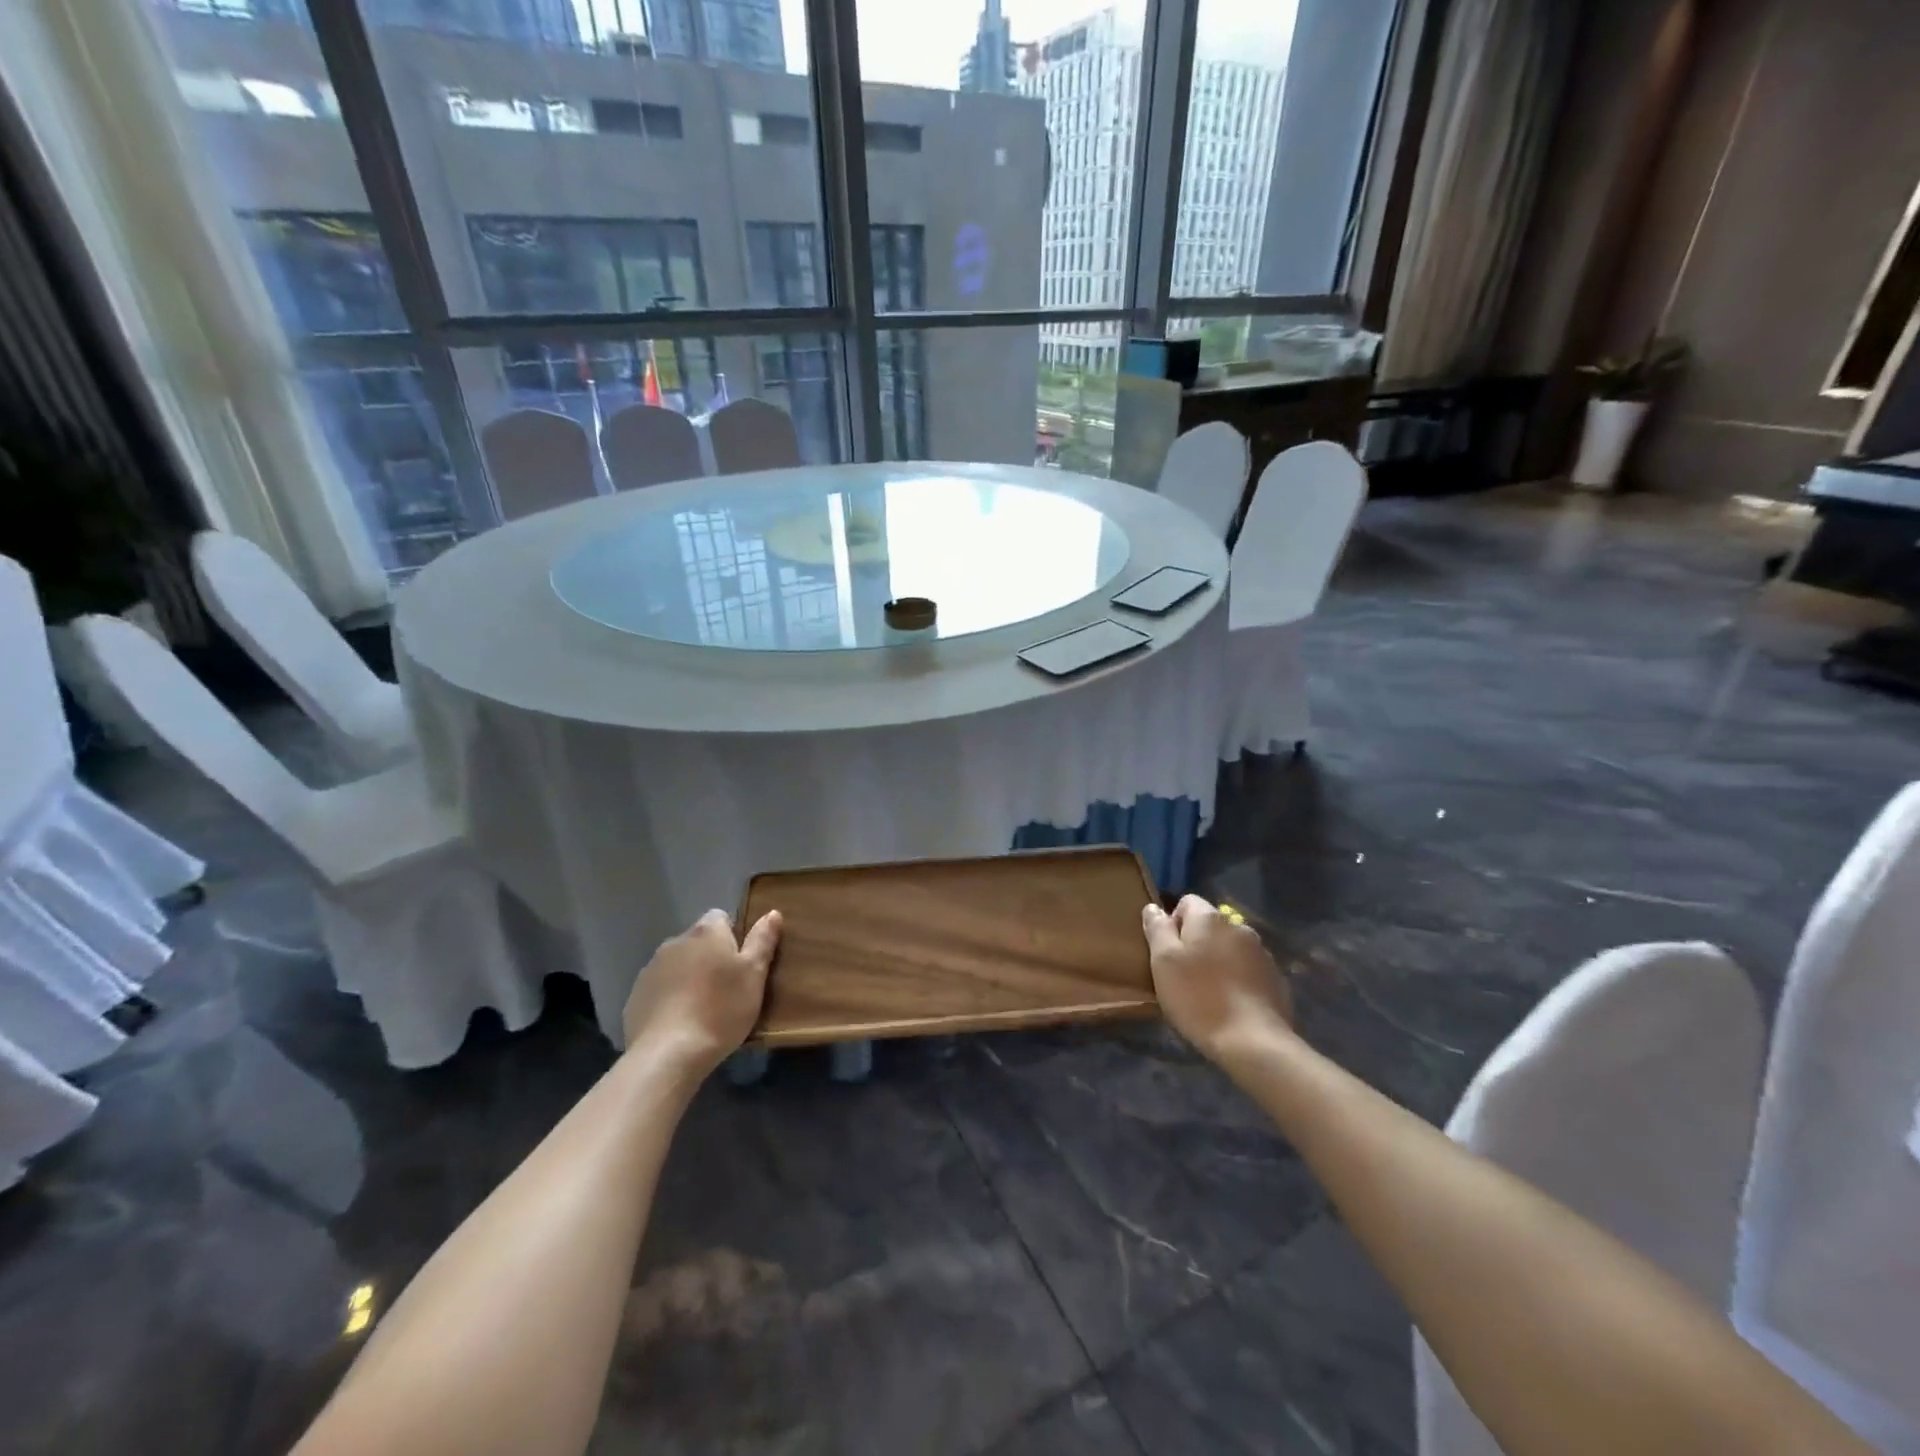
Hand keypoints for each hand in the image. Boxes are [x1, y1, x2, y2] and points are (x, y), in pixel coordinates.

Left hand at [623, 909, 782, 1073]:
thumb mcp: (754, 975)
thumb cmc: (720, 1010)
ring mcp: (651, 969)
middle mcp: (675, 942)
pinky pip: (659, 989)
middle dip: (710, 957)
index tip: (741, 963)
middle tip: (726, 988)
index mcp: (706, 932)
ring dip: (688, 977)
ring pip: (677, 965)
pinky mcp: (635, 996)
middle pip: (698, 941)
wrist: (667, 1054)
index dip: (733, 936)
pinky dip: (669, 998)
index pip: (721, 917)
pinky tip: (679, 1023)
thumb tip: (773, 912)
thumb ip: (763, 941)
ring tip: (702, 1009)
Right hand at [1143, 895, 1295, 1064]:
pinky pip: (1248, 969)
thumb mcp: (1163, 962)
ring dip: (1218, 961)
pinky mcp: (1275, 978)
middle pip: (1209, 926)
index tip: (1167, 954)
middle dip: (1196, 944)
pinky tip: (1231, 1005)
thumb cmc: (1198, 998)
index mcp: (1210, 918)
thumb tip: (1153, 908)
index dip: (1172, 924)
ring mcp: (1262, 952)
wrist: (1253, 1042)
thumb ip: (1157, 929)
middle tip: (1183, 976)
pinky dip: (1237, 980)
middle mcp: (1239, 926)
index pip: (1186, 902)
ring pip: (1230, 948)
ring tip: (1208, 993)